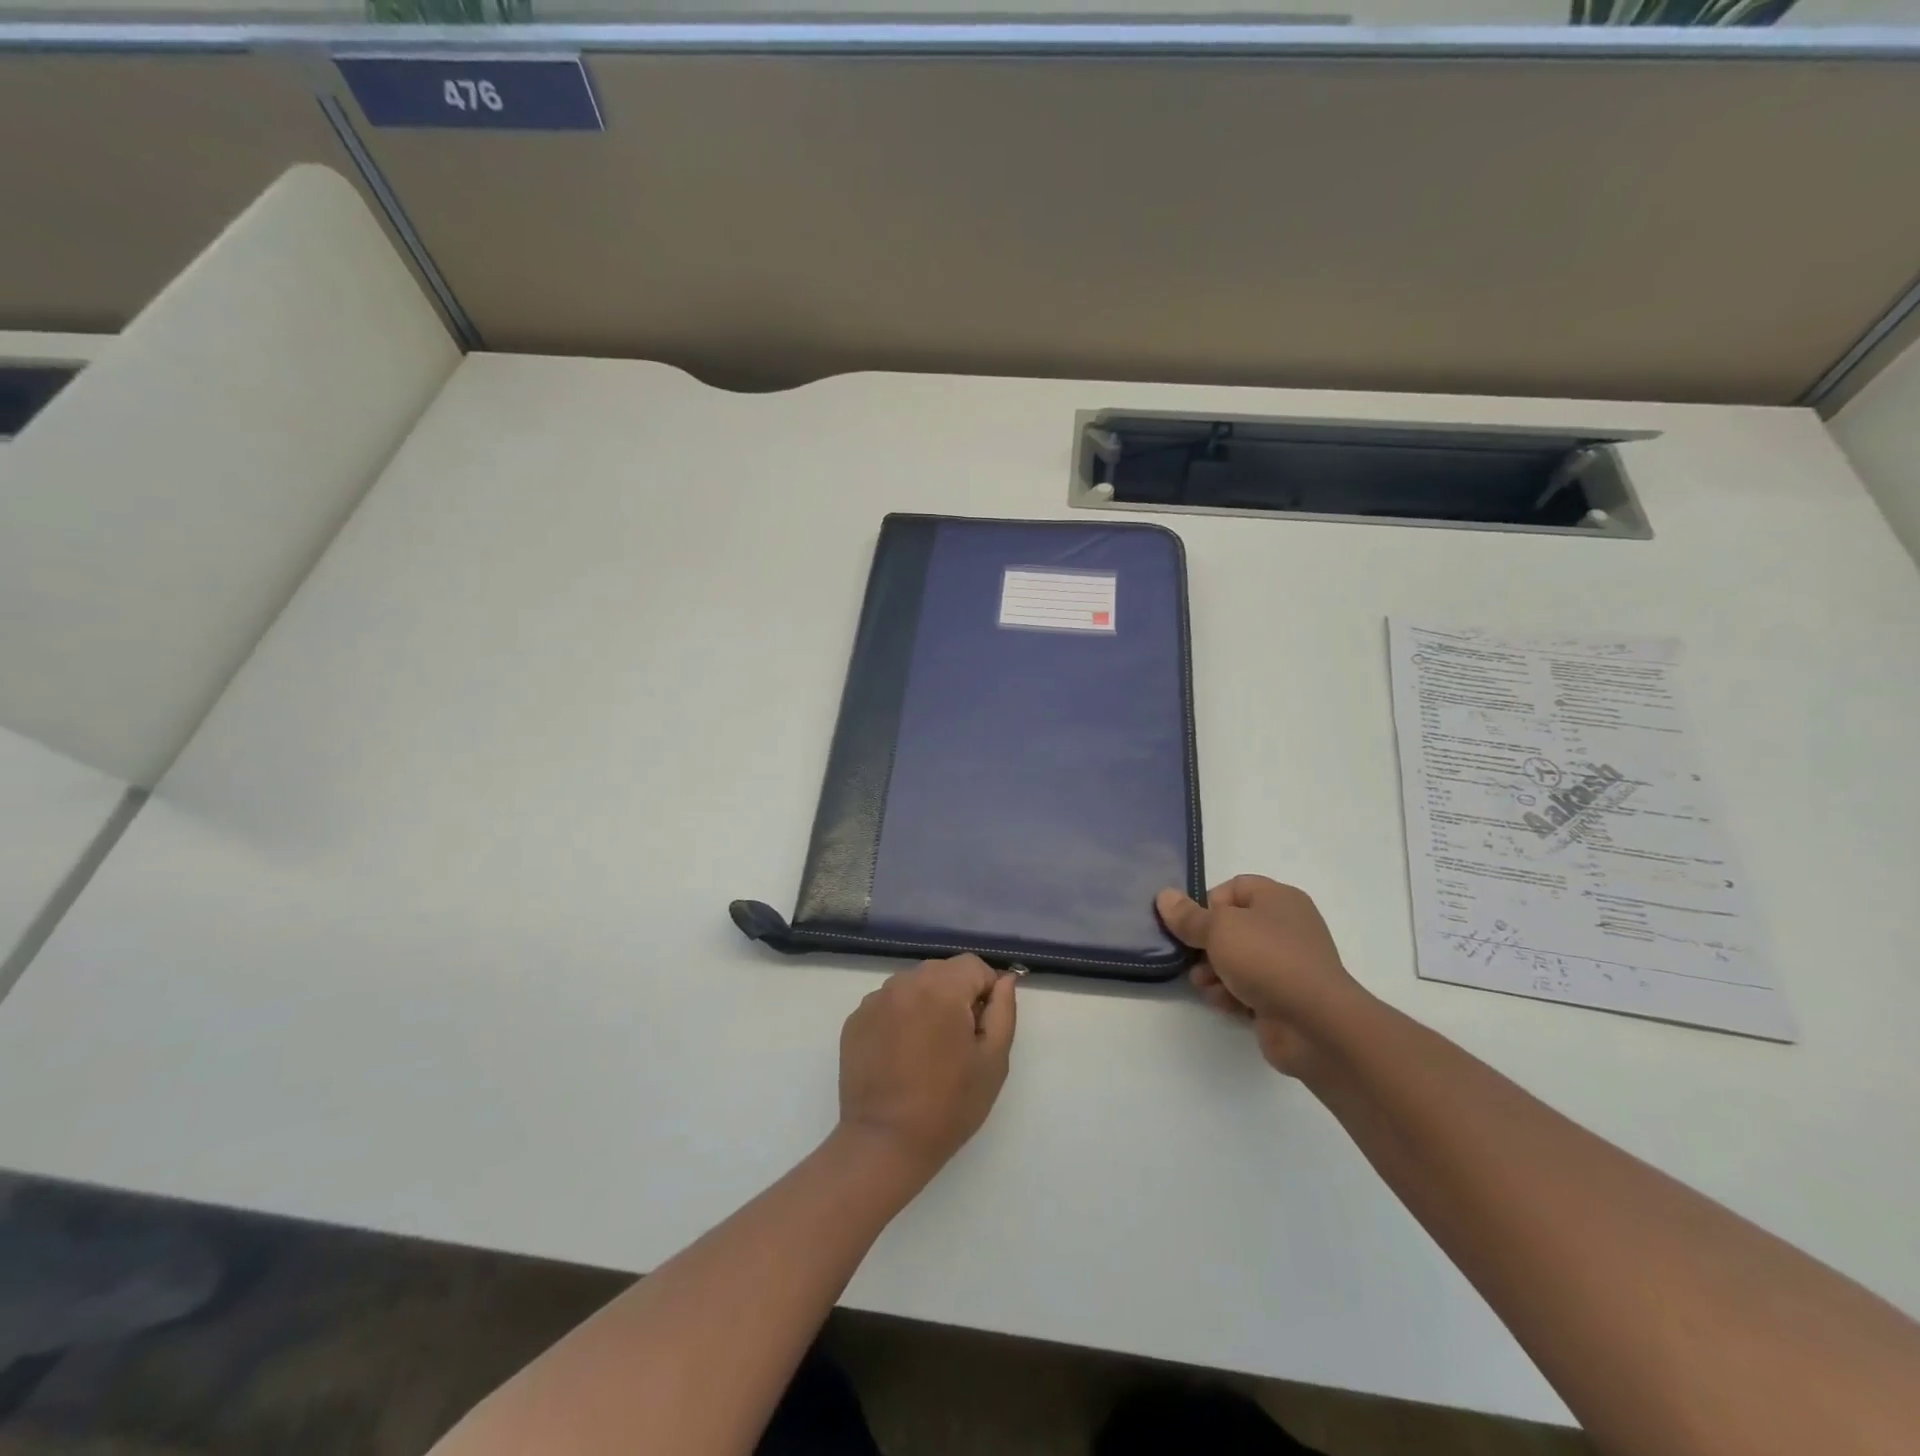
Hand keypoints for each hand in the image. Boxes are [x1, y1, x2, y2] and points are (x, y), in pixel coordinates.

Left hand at [837, 955, 1016, 1179]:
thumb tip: (1004, 980)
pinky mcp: (855, 1019)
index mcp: (941, 988)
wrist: (885, 1144)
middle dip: (956, 995)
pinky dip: (900, 1017)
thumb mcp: (993, 1060)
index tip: (983, 1026)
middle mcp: (904, 983)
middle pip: (942, 971)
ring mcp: (875, 1000)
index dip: (986, 990)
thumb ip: (1003, 1011)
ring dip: (927, 1004)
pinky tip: (901, 1054)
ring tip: (928, 1049)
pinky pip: (888, 1004)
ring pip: (914, 986)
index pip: (973, 966)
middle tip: (959, 1041)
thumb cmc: (949, 1105)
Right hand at [1156, 876, 1363, 1078]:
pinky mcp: (1284, 998)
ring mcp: (1287, 965)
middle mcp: (1286, 927)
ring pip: (1236, 960)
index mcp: (1278, 899)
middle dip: (1205, 945)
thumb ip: (1188, 916)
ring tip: (1205, 985)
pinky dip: (1231, 994)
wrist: (1316, 1024)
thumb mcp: (1219, 929)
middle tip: (1191, 958)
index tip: (1192, 925)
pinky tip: (1223, 1003)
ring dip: (1213, 973)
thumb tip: (1164, 896)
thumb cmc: (1267, 960)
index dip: (1208, 904)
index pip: (1234, 888)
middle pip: (1231, 927)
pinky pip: (1248, 988)